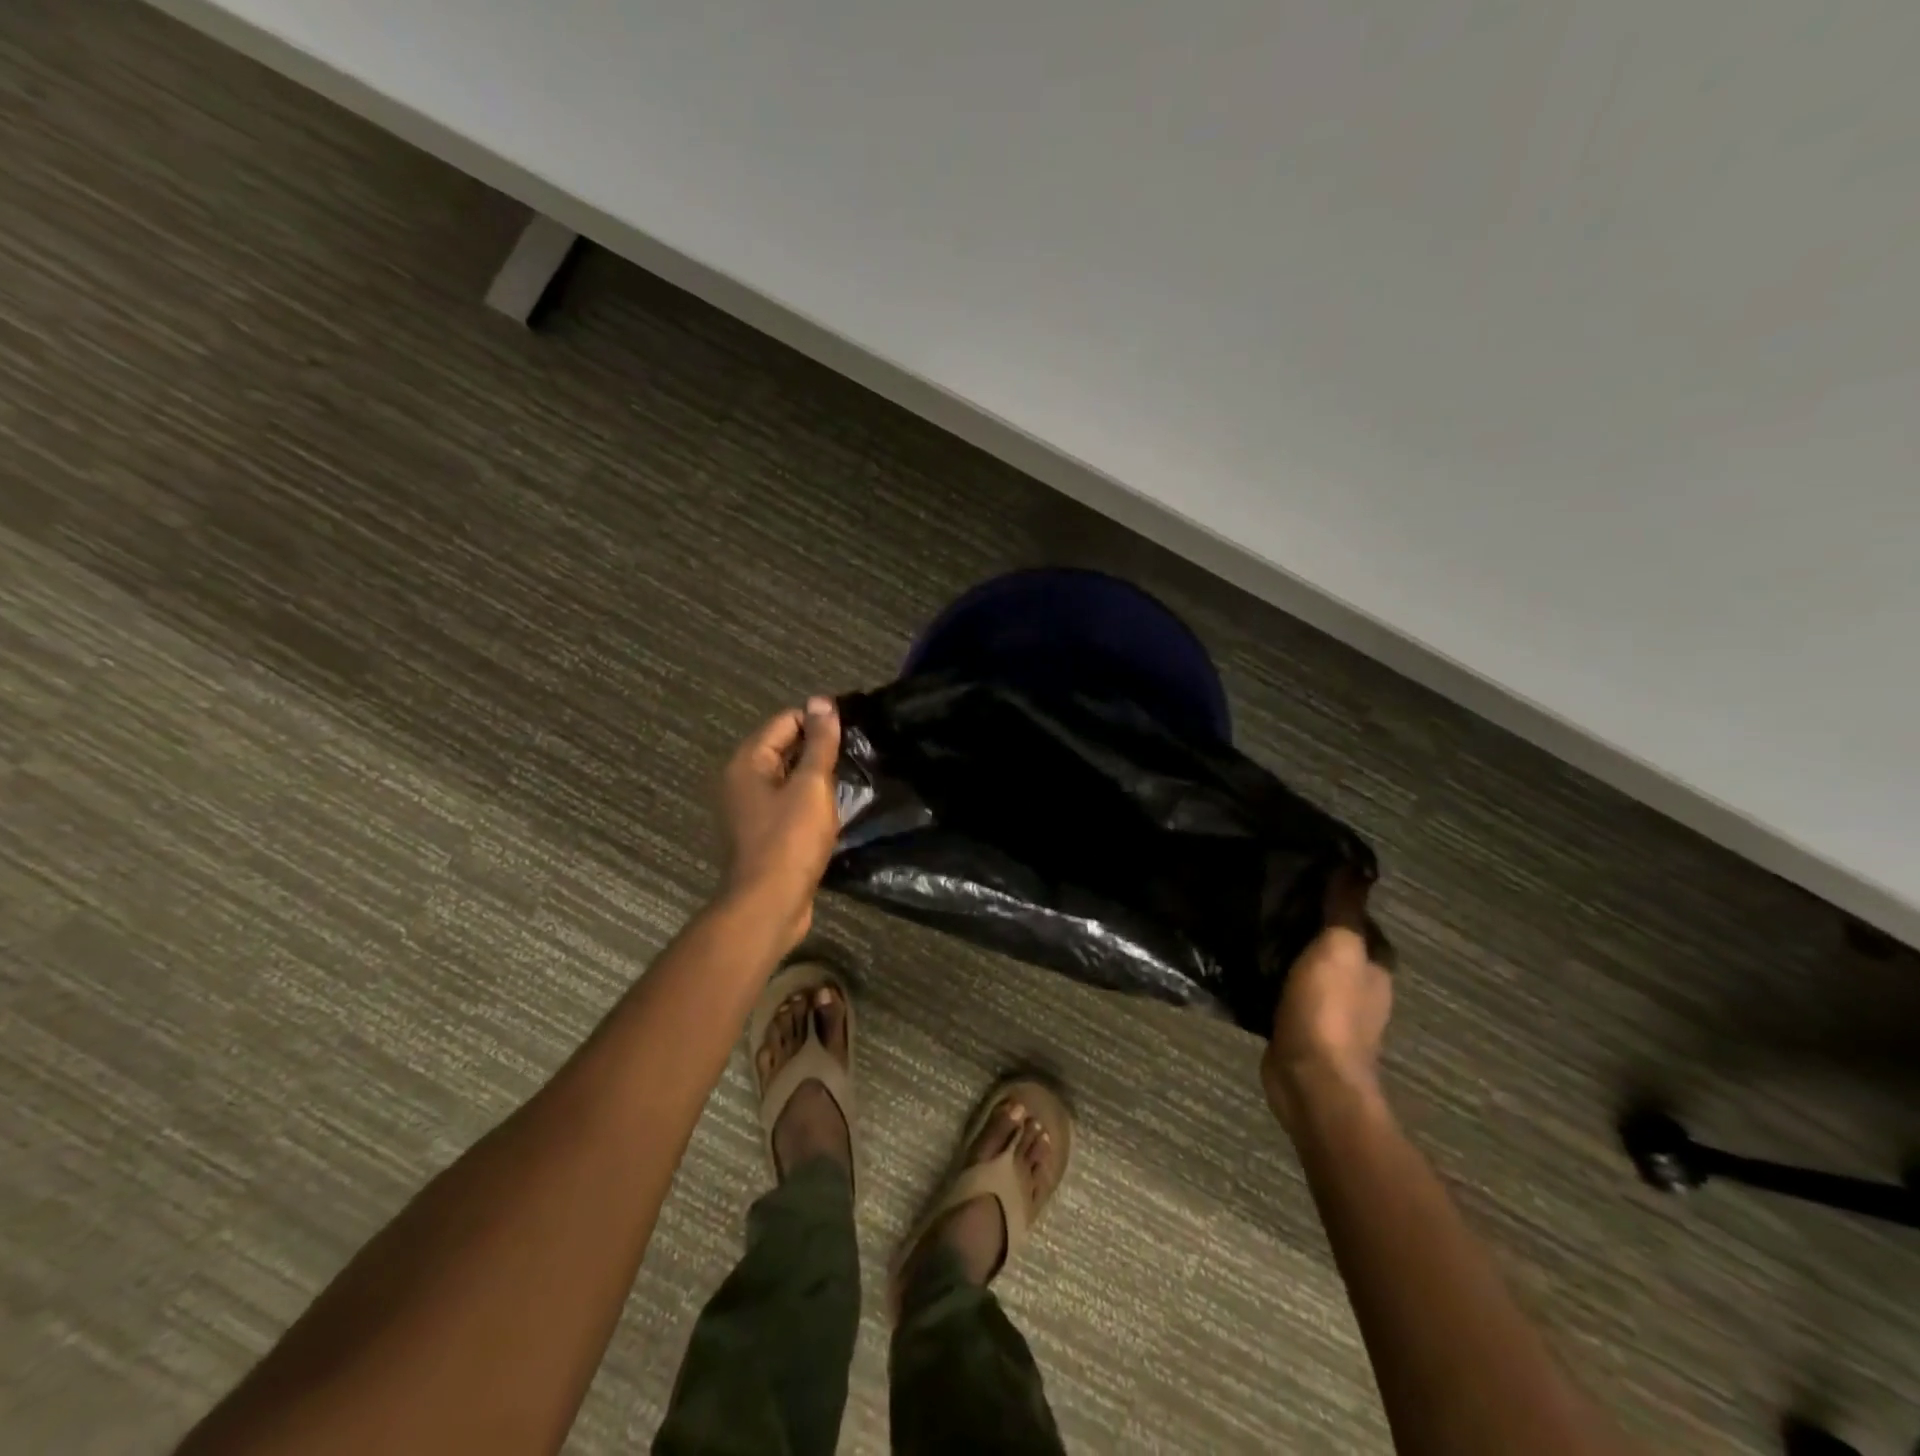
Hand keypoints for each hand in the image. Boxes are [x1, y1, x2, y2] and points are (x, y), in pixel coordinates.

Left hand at [719, 697, 842, 946]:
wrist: (769, 905)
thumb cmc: (790, 841)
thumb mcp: (811, 786)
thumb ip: (819, 743)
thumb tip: (822, 700)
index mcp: (748, 762)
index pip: (786, 720)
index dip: (819, 720)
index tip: (855, 729)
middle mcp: (742, 780)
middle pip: (784, 747)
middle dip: (819, 748)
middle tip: (858, 753)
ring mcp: (750, 809)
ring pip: (788, 777)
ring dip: (817, 776)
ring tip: (853, 777)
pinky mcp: (763, 833)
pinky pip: (789, 803)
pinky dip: (810, 801)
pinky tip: (836, 807)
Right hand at [1261, 866, 1392, 1132]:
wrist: (1310, 1079)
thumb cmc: (1329, 1009)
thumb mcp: (1338, 948)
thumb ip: (1345, 909)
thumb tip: (1357, 867)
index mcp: (1375, 966)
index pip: (1360, 921)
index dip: (1336, 898)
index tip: (1301, 876)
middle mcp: (1359, 986)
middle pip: (1333, 943)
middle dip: (1307, 922)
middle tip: (1268, 895)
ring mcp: (1330, 1009)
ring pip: (1308, 965)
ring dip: (1288, 949)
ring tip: (1253, 922)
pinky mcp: (1300, 1025)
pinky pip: (1286, 988)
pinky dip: (1273, 975)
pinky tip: (1248, 962)